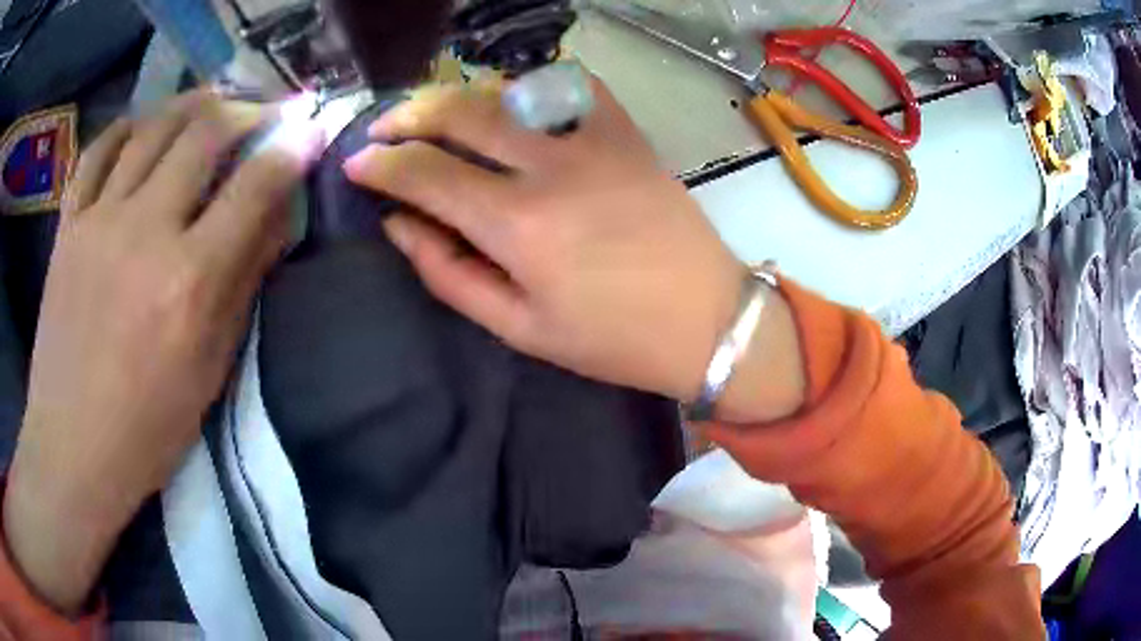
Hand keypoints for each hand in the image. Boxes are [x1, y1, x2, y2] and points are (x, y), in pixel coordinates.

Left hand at [4, 92, 323, 613]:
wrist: (73, 447)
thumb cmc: (149, 427)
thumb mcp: (211, 370)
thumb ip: (243, 285)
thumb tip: (275, 219)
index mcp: (190, 281)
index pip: (255, 187)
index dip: (290, 149)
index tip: (309, 129)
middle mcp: (145, 232)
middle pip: (204, 134)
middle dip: (245, 111)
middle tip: (261, 110)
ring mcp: (99, 221)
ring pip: (152, 128)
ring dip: (191, 105)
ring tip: (209, 104)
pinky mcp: (68, 226)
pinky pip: (97, 152)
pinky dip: (124, 128)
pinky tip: (140, 128)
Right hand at [343, 77, 802, 414]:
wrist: (708, 320)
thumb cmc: (612, 340)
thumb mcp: (519, 328)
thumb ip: (449, 273)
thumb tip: (399, 224)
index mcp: (519, 225)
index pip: (425, 173)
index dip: (381, 165)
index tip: (355, 164)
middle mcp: (551, 167)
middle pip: (460, 112)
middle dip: (409, 115)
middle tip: (384, 128)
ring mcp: (595, 140)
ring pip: (507, 91)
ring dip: (459, 97)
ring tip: (435, 115)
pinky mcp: (627, 133)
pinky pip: (573, 86)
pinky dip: (533, 85)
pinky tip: (515, 101)